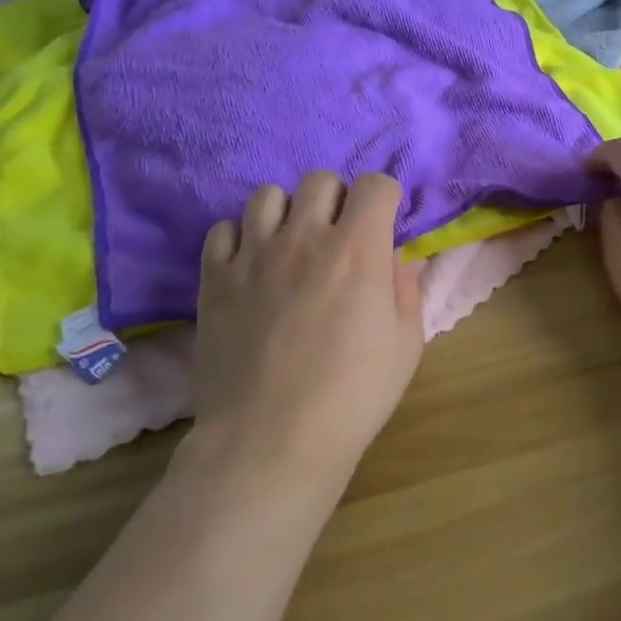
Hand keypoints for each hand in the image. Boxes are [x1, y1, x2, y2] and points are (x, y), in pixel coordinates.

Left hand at [192, 172, 424, 481]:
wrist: (270, 440)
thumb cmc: (352, 396)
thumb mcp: (406, 345)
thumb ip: (406, 290)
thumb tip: (397, 259)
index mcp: (358, 249)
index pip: (375, 184)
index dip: (385, 197)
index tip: (384, 221)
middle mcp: (305, 237)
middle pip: (320, 180)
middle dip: (338, 199)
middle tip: (339, 235)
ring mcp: (253, 255)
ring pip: (268, 194)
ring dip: (288, 212)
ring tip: (291, 244)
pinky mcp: (214, 278)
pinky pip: (223, 229)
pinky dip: (241, 238)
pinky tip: (251, 266)